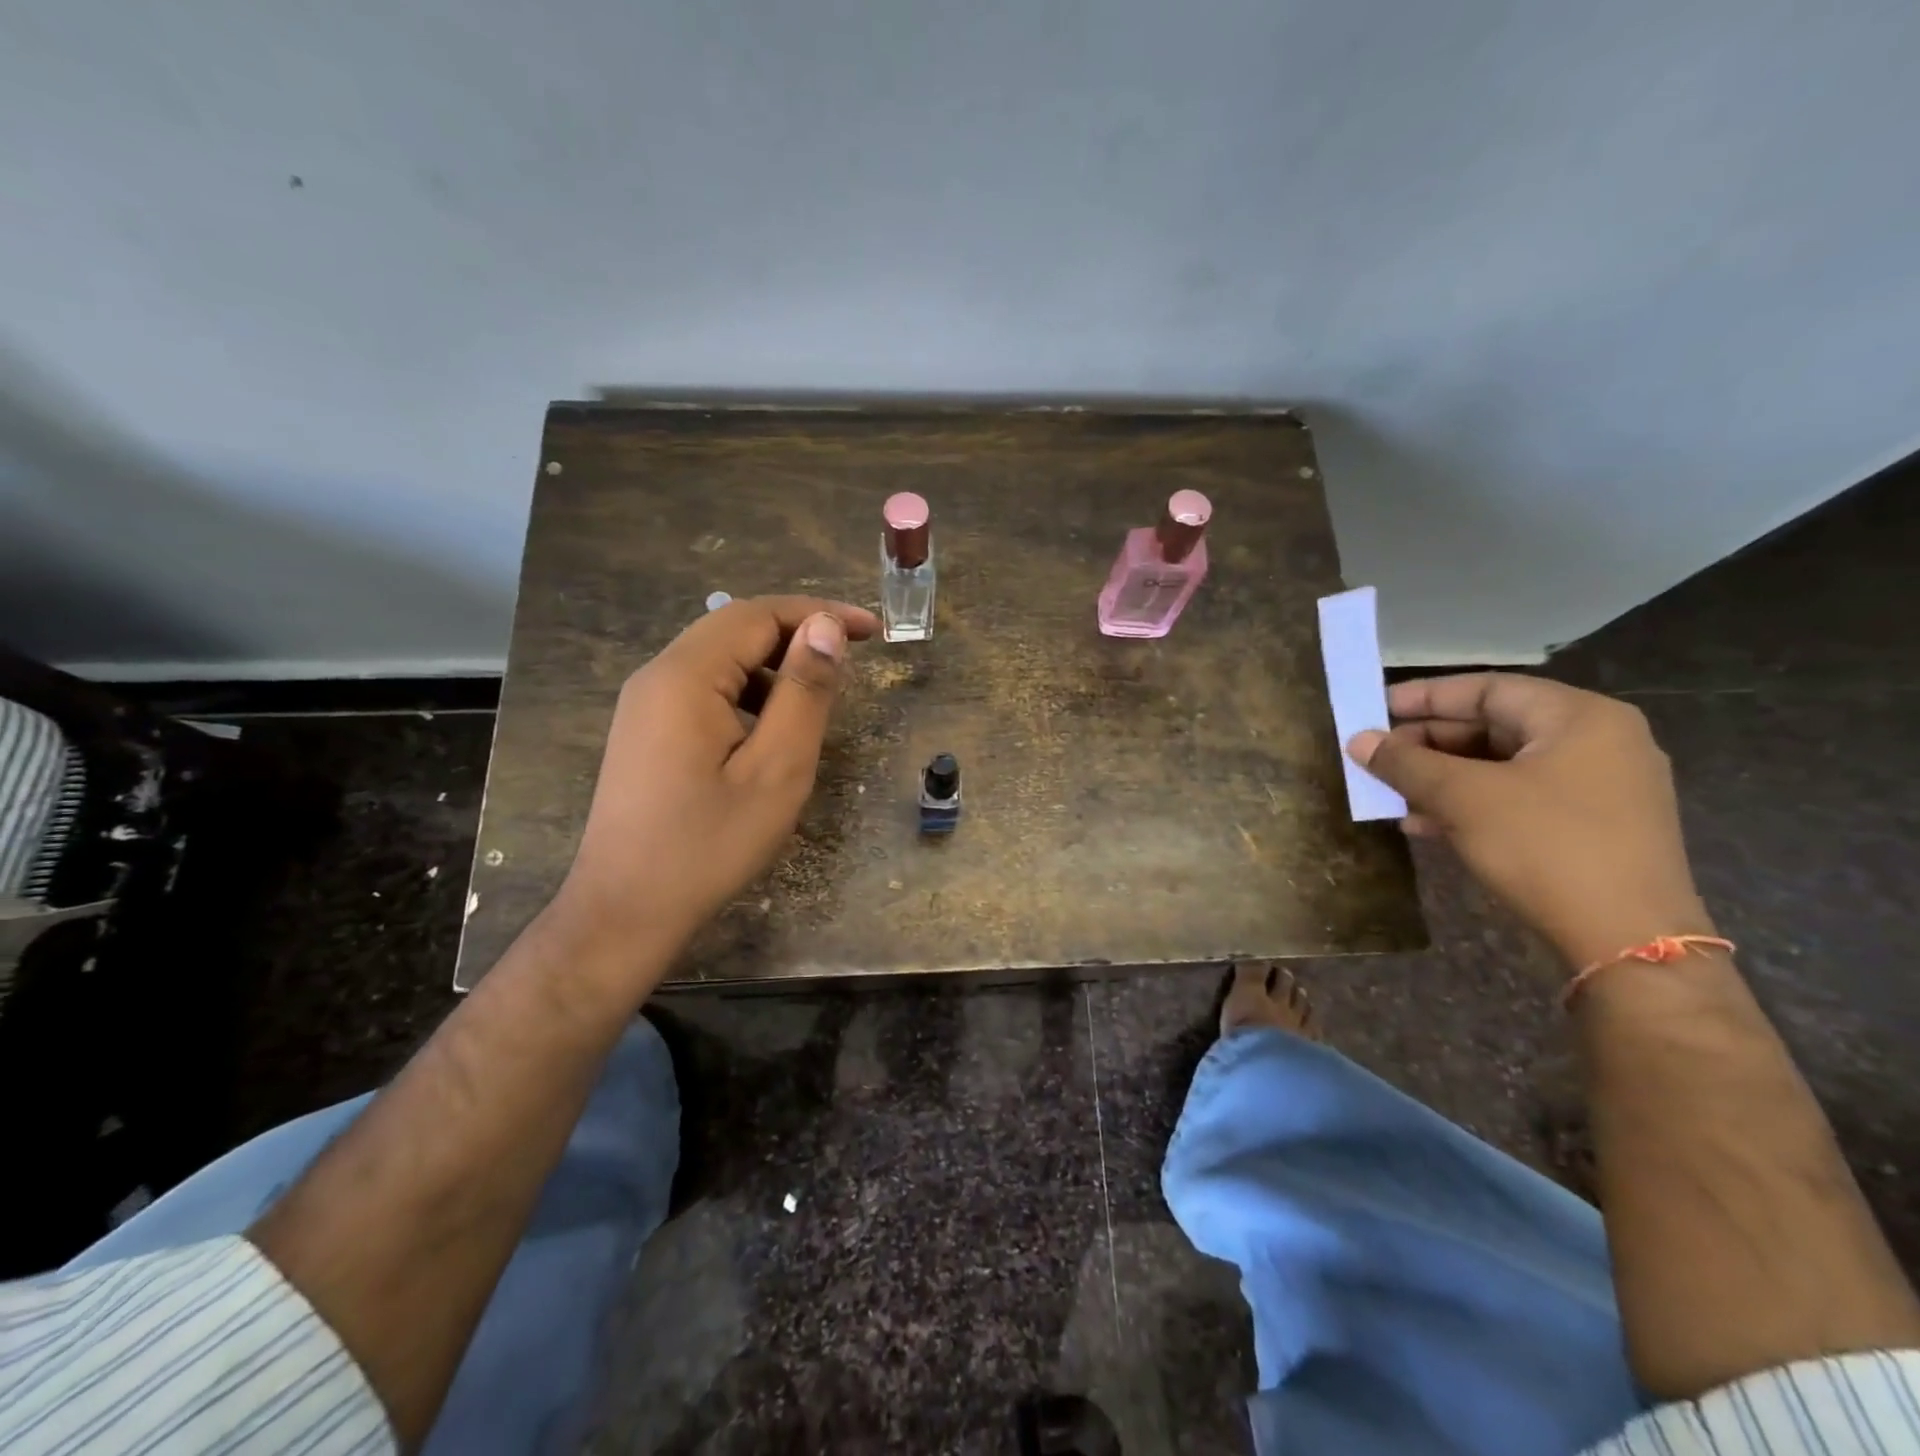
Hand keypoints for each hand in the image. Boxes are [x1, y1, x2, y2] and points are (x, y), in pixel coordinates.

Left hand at [553, 595, 878, 966]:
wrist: (625, 911)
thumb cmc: (709, 844)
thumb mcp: (776, 769)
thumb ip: (804, 692)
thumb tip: (826, 628)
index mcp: (685, 676)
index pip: (758, 615)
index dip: (819, 613)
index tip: (874, 630)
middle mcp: (658, 676)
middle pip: (735, 628)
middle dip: (798, 632)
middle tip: (854, 656)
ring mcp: (646, 704)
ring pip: (720, 658)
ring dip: (774, 663)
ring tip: (820, 694)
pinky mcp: (647, 731)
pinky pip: (704, 688)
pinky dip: (748, 691)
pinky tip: (773, 727)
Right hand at [1349, 673, 1714, 969]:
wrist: (1628, 940)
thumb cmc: (1545, 846)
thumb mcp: (1464, 798)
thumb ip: (1406, 763)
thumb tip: (1358, 740)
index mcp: (1579, 717)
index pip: (1487, 688)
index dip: (1424, 697)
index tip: (1375, 710)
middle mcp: (1597, 741)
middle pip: (1494, 725)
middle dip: (1429, 742)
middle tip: (1378, 756)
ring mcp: (1600, 786)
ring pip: (1501, 765)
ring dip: (1442, 777)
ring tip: (1391, 792)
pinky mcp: (1592, 826)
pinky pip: (1518, 797)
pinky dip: (1470, 803)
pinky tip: (1424, 823)